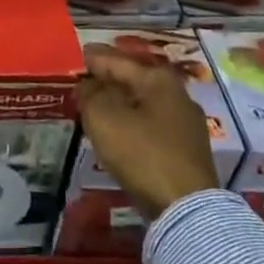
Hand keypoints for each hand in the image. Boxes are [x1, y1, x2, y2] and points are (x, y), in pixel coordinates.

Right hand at [79, 43, 219, 220]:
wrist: (186, 209)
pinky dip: (131, 122)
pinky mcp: (186, 150)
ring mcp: (185, 124)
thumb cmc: (142, 153)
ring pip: (142, 104)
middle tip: (82, 80)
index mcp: (158, 79)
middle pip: (133, 80)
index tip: (77, 54)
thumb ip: (90, 95)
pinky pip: (150, 125)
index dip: (93, 58)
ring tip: (94, 105)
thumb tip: (87, 85)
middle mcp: (177, 95)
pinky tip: (117, 130)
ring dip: (118, 103)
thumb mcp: (103, 118)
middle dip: (107, 80)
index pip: (117, 61)